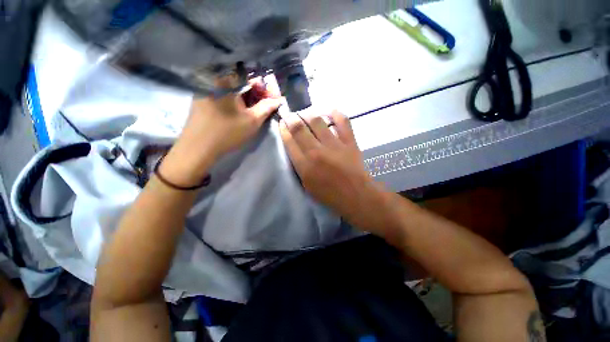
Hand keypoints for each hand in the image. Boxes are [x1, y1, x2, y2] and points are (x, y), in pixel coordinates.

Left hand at [162, 80, 281, 186]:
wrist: (198, 148)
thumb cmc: (228, 132)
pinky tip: (237, 114)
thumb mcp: (253, 121)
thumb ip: (267, 107)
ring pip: (231, 91)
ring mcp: (205, 91)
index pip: (251, 79)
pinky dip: (233, 102)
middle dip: (255, 95)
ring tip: (253, 112)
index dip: (265, 90)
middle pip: (241, 84)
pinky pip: (221, 97)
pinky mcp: (200, 101)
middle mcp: (214, 82)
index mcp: (227, 82)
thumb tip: (279, 100)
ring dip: (245, 99)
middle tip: (264, 107)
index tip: (272, 100)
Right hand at [279, 110, 395, 232]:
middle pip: (299, 128)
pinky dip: (336, 113)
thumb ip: (299, 165)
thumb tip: (295, 147)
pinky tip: (330, 111)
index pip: (289, 141)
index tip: (282, 123)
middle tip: (290, 115)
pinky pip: (342, 121)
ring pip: (317, 121)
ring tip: (307, 114)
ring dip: (309, 114)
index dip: (283, 129)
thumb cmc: (329, 194)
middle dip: (291, 118)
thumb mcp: (307, 184)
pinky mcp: (349, 141)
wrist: (355, 195)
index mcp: (305, 166)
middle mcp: (317, 152)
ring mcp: (334, 145)